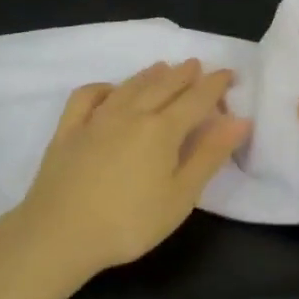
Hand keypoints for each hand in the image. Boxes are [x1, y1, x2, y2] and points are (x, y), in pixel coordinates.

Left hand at [14, 59, 249, 280]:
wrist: (59, 234)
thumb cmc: (129, 222)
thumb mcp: (180, 196)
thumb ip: (209, 155)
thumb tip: (239, 119)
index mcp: (162, 129)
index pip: (196, 98)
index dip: (215, 84)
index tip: (229, 73)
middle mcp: (132, 113)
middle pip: (163, 85)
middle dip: (184, 74)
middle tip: (197, 64)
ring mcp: (96, 118)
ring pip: (129, 86)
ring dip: (150, 74)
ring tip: (163, 67)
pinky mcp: (68, 129)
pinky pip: (88, 96)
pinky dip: (104, 87)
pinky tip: (110, 90)